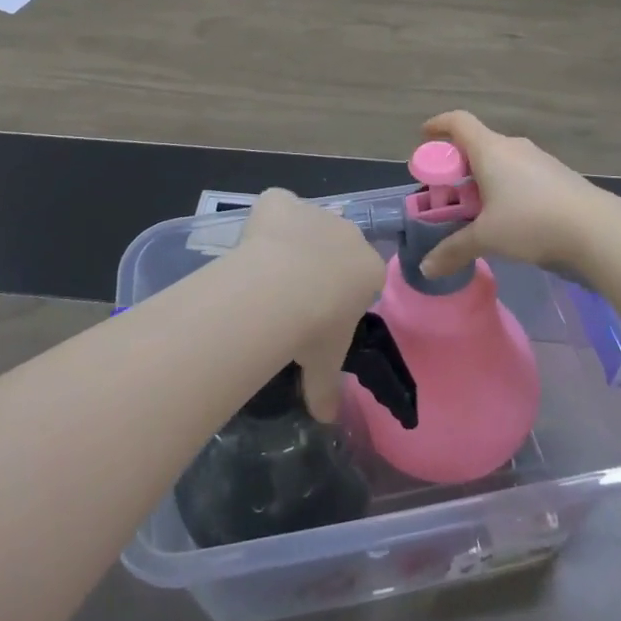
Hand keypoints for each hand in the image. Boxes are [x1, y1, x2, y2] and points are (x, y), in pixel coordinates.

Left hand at [234, 189, 385, 419]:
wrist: (281, 290)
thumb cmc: (315, 329)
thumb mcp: (324, 364)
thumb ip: (327, 389)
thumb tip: (326, 419)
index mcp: (369, 268)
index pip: (362, 276)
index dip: (339, 293)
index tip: (319, 314)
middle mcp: (348, 233)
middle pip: (335, 245)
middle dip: (318, 265)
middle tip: (291, 297)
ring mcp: (314, 211)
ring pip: (305, 223)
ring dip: (291, 243)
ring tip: (265, 275)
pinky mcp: (280, 201)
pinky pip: (275, 205)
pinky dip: (264, 219)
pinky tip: (250, 245)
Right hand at [417, 111, 620, 280]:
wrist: (598, 229)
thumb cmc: (531, 221)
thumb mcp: (487, 238)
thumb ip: (454, 250)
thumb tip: (425, 268)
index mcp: (490, 150)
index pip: (458, 122)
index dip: (438, 125)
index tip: (424, 136)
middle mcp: (514, 147)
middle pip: (478, 143)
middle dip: (458, 163)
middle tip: (447, 190)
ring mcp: (540, 160)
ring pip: (502, 160)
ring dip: (484, 177)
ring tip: (478, 209)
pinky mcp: (559, 176)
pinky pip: (522, 173)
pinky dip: (507, 186)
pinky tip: (510, 216)